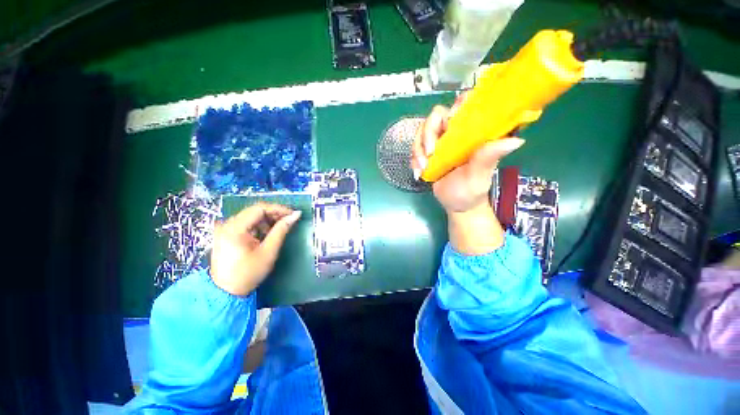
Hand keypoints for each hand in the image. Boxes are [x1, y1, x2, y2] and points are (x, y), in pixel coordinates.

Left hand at [210, 203, 301, 295]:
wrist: (226, 292)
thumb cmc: (248, 273)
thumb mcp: (268, 251)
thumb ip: (281, 230)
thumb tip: (295, 215)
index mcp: (234, 228)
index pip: (259, 208)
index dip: (278, 209)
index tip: (293, 214)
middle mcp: (227, 224)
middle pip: (254, 211)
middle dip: (274, 214)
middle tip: (289, 220)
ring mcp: (225, 229)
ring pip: (251, 216)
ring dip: (267, 220)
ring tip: (280, 229)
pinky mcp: (226, 234)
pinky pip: (246, 224)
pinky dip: (259, 226)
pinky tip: (267, 234)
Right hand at [412, 95, 523, 253]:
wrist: (458, 205)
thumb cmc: (472, 190)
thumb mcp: (480, 175)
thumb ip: (489, 157)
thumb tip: (516, 140)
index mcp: (472, 133)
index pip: (465, 106)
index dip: (457, 105)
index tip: (450, 121)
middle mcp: (455, 134)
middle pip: (435, 117)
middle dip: (427, 134)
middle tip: (430, 153)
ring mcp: (439, 143)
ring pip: (421, 132)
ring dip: (418, 150)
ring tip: (422, 168)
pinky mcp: (428, 153)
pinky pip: (415, 148)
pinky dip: (414, 159)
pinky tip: (419, 172)